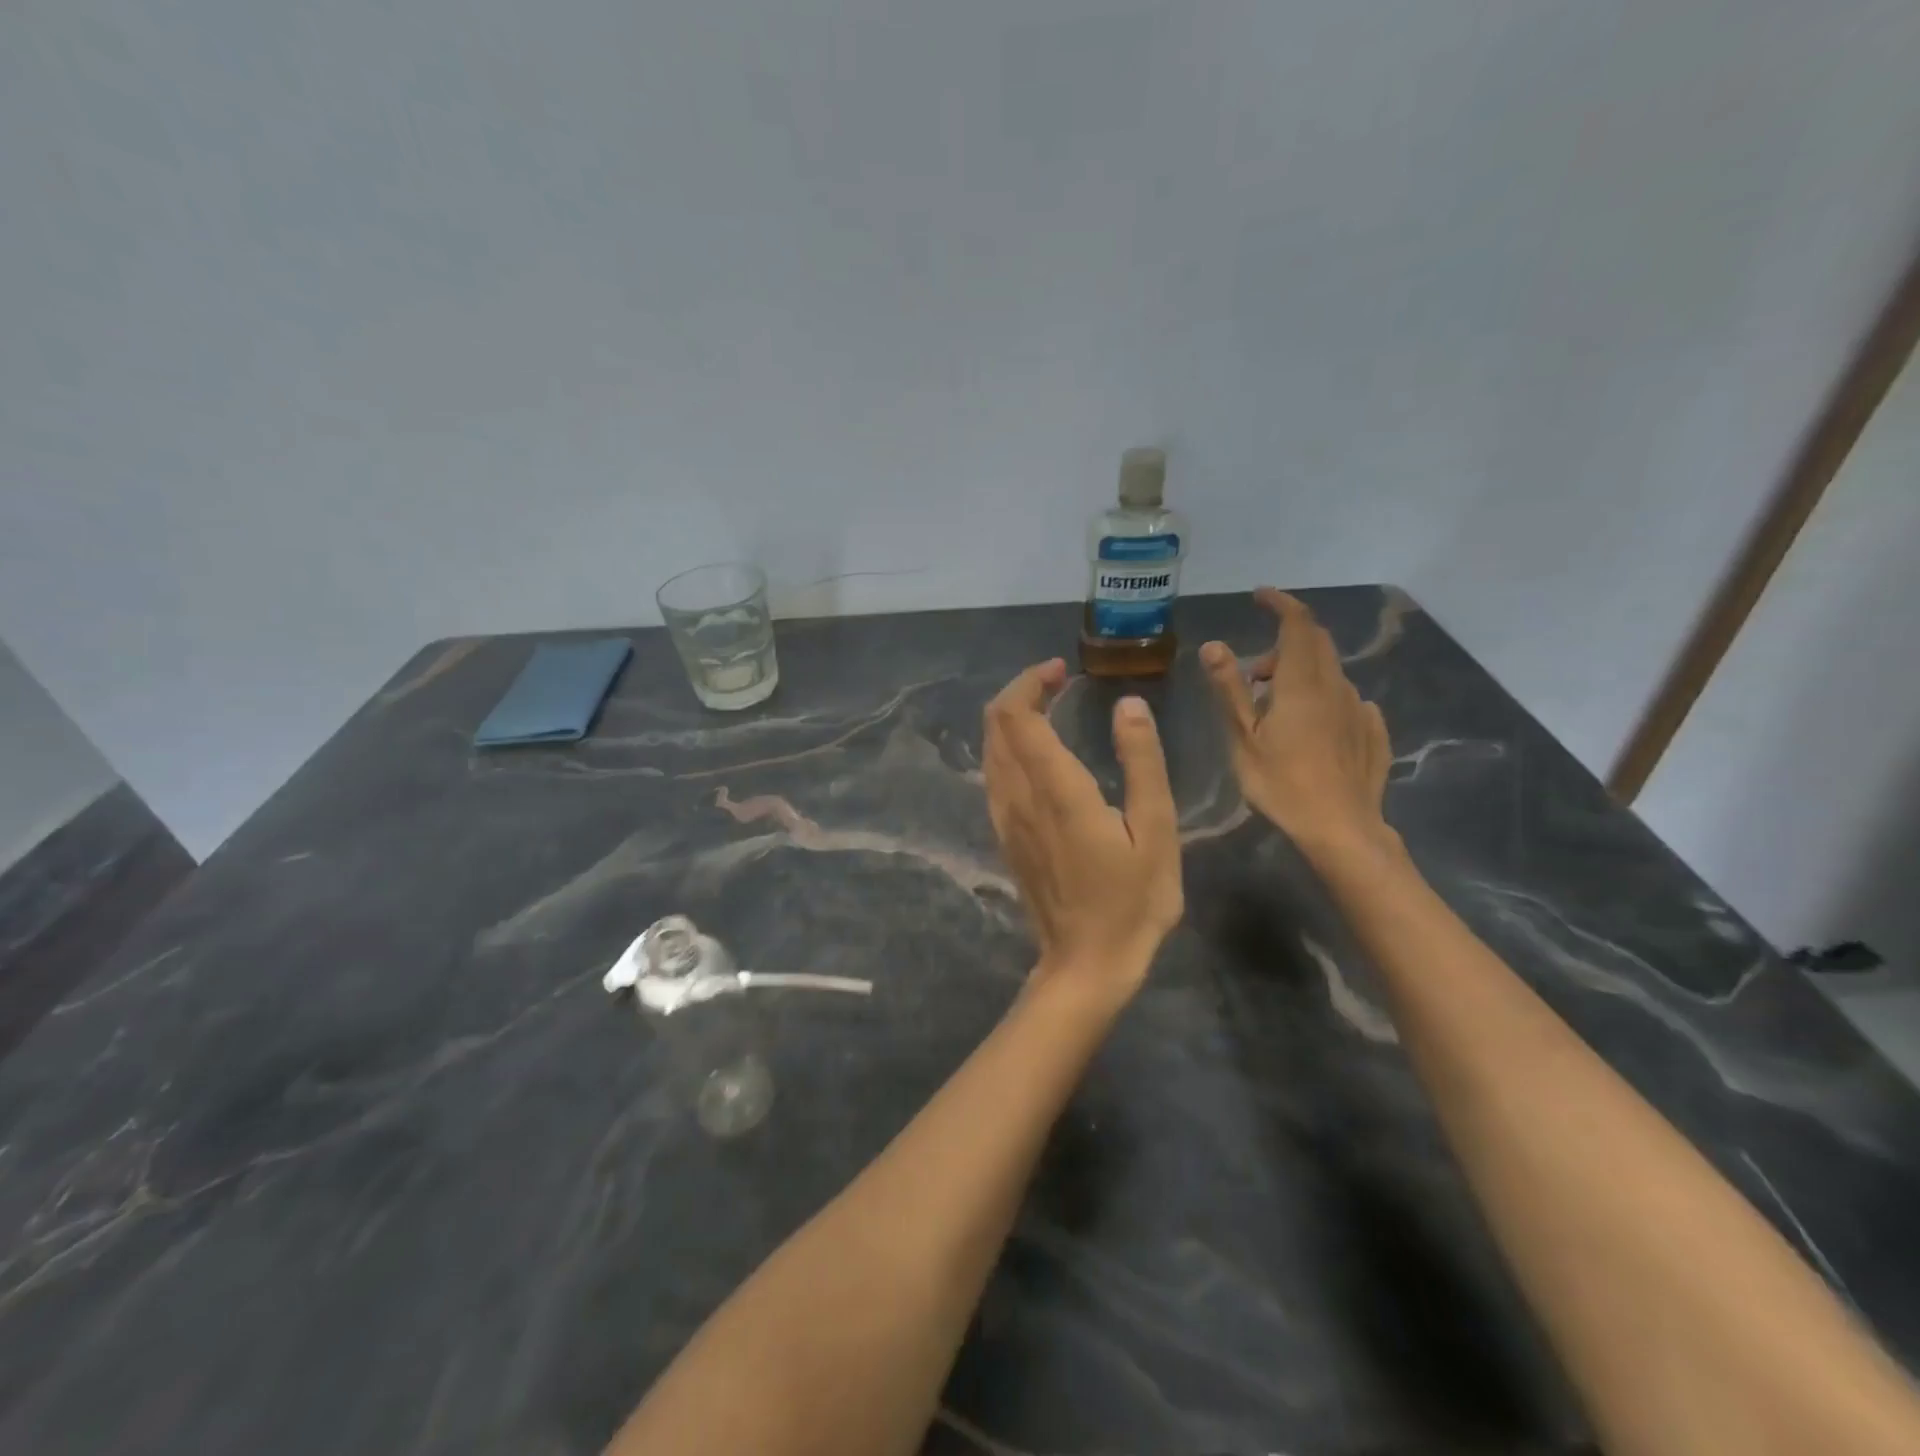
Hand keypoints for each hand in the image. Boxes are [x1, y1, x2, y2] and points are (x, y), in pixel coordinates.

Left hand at [983, 659, 1182, 1003]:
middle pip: (995, 725)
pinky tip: (1039, 752)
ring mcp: (1005, 818)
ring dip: (1012, 719)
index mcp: (1056, 790)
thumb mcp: (1156, 830)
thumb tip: (1127, 704)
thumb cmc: (1132, 900)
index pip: (1017, 716)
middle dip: (1019, 692)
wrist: (1085, 963)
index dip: (1030, 682)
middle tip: (1057, 681)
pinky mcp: (1005, 835)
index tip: (1061, 670)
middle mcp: (1018, 796)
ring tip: (1050, 707)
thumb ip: (1141, 762)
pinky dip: (1008, 746)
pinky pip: (993, 774)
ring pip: (990, 749)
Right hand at [1201, 590, 1395, 860]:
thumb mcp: (1243, 738)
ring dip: (1301, 674)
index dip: (1280, 603)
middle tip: (1254, 673)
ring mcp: (1359, 710)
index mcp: (1303, 683)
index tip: (1260, 595)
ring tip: (1274, 708)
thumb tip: (1214, 645)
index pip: (1298, 624)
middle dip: (1285, 643)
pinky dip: (1323, 698)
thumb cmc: (1282, 783)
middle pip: (1316, 644)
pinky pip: (1346, 701)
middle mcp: (1337, 687)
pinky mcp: (1372, 733)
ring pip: (1329, 673)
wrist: (1341, 829)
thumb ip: (1229, 688)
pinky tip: (1311, 726)